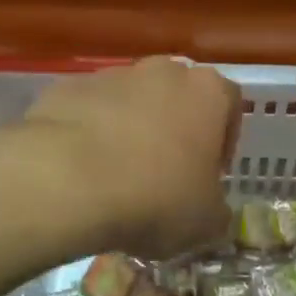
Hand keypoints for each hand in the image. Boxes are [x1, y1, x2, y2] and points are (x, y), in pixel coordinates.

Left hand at [20, 57, 240, 260]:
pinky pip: (89, 110)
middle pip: (178, 95)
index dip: (224, 139)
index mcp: (208, 92)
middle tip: (165, 174)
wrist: (65, 181)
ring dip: (131, 129)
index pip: (230, 103)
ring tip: (117, 176)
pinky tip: (80, 171)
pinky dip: (89, 133)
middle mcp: (164, 71)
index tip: (210, 173)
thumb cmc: (155, 197)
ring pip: (131, 101)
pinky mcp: (68, 87)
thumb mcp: (205, 223)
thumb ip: (218, 212)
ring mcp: (113, 75)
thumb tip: (213, 213)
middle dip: (175, 129)